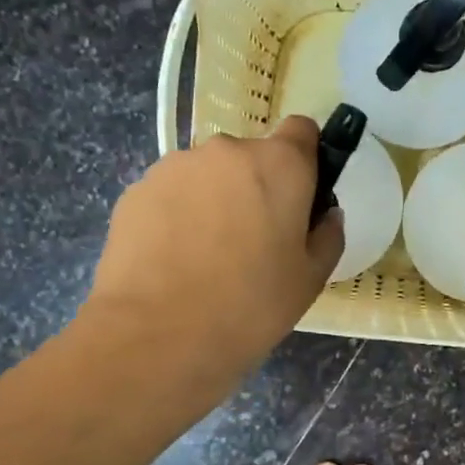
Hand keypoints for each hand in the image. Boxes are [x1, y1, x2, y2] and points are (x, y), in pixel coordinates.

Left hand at [88, 116, 343, 382]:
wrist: (158, 335)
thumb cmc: (251, 306)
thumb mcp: (311, 278)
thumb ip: (328, 235)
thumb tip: (324, 215)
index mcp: (279, 164)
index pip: (302, 130)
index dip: (305, 158)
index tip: (301, 195)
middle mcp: (227, 151)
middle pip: (252, 157)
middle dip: (256, 187)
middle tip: (254, 241)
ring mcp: (176, 167)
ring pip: (209, 175)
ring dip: (215, 200)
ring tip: (208, 256)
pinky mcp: (137, 190)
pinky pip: (172, 194)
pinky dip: (178, 216)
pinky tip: (175, 261)